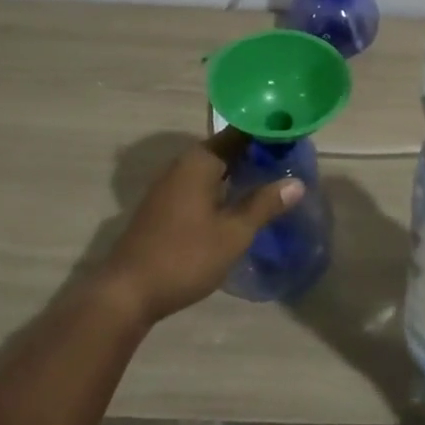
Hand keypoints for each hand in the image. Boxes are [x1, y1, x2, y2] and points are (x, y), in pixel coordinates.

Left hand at [100, 130, 303, 323]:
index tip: (293, 135)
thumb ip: (264, 205)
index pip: (240, 133)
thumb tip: (296, 183)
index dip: (267, 132)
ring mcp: (170, 185)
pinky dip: (223, 186)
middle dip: (256, 152)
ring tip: (273, 178)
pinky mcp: (164, 205)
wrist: (128, 291)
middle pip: (226, 148)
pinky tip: (240, 202)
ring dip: (239, 171)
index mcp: (200, 161)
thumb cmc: (185, 256)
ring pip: (213, 168)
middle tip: (290, 159)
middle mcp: (182, 164)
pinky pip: (201, 184)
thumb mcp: (233, 233)